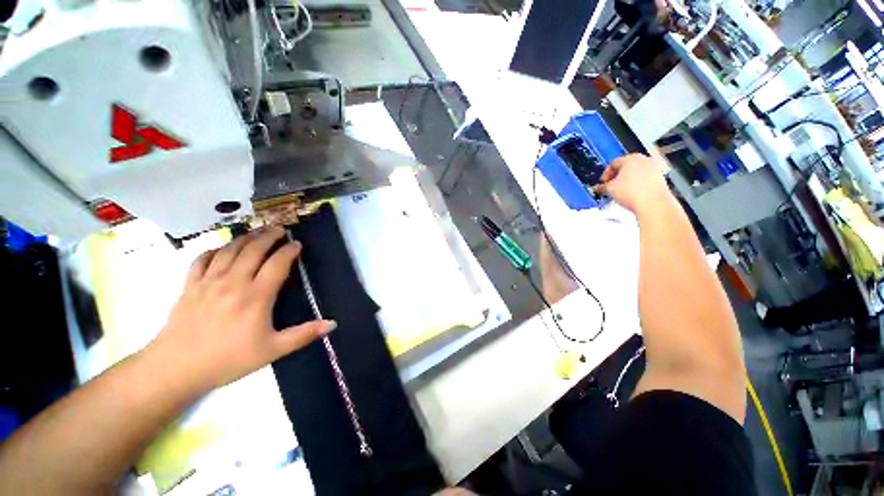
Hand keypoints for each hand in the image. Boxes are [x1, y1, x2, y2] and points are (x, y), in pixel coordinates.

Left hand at [146, 226, 334, 392]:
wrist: (176, 369)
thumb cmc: (228, 360)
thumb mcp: (272, 350)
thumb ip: (303, 334)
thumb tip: (332, 323)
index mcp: (256, 296)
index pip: (277, 264)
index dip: (289, 251)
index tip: (297, 244)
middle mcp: (233, 282)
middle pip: (253, 250)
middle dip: (269, 236)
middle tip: (280, 229)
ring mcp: (208, 282)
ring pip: (229, 250)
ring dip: (245, 238)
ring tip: (257, 232)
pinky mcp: (190, 286)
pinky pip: (202, 259)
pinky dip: (215, 250)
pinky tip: (222, 249)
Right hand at [598, 153, 671, 213]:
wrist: (652, 204)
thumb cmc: (634, 194)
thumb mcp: (609, 189)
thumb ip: (602, 186)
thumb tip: (600, 187)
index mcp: (630, 158)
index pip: (613, 164)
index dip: (605, 174)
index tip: (603, 183)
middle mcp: (644, 160)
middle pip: (626, 166)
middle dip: (617, 177)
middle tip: (611, 187)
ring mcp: (654, 168)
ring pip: (636, 172)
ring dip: (627, 181)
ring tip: (622, 193)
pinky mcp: (660, 178)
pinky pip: (645, 179)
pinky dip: (638, 185)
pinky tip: (633, 195)